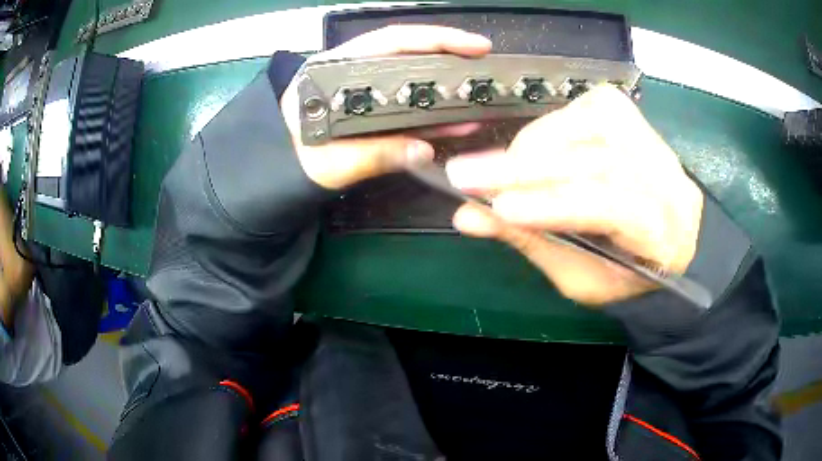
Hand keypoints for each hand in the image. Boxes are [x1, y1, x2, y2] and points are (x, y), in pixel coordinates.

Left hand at [280, 25, 491, 189]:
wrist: (274, 170)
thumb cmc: (289, 160)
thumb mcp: (328, 161)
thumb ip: (372, 155)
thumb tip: (424, 151)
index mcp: (335, 68)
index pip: (392, 41)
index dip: (437, 40)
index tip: (474, 46)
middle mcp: (352, 71)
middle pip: (408, 54)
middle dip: (450, 60)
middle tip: (484, 69)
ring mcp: (364, 90)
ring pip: (412, 81)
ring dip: (446, 90)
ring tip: (478, 101)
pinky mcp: (372, 111)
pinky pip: (407, 107)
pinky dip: (433, 114)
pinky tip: (456, 123)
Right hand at [446, 85, 703, 305]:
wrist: (668, 229)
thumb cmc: (625, 266)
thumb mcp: (580, 278)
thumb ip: (531, 243)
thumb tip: (470, 216)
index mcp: (660, 232)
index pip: (611, 207)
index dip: (553, 205)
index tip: (496, 208)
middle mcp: (664, 176)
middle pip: (596, 160)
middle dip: (526, 167)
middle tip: (467, 175)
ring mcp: (650, 136)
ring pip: (589, 126)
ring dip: (535, 145)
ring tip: (500, 167)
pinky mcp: (632, 115)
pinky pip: (586, 107)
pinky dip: (552, 124)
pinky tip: (537, 146)